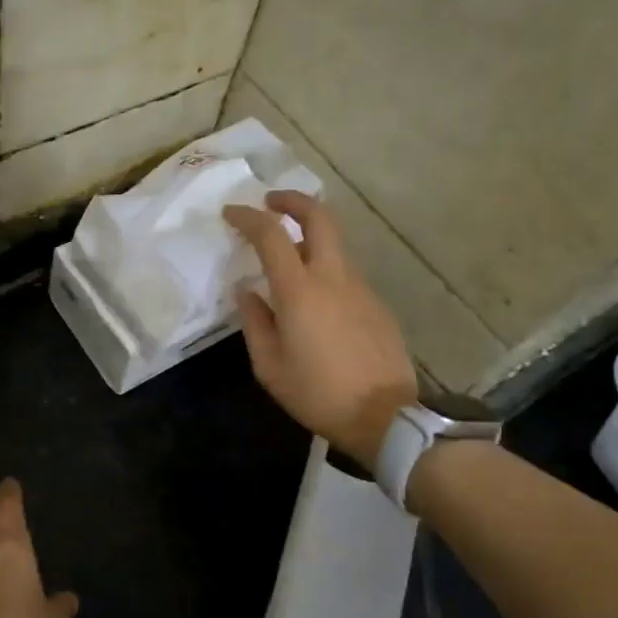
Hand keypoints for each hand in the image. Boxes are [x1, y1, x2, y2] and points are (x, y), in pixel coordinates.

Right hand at [223, 191, 420, 465]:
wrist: (386, 416)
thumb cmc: (318, 393)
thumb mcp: (269, 366)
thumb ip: (255, 322)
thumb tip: (247, 291)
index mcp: (300, 291)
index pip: (271, 235)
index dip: (248, 217)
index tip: (231, 213)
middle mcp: (333, 277)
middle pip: (320, 217)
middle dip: (293, 201)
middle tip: (271, 203)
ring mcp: (360, 288)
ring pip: (334, 245)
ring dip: (309, 237)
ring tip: (286, 258)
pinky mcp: (376, 303)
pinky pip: (344, 274)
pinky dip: (323, 269)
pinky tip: (313, 300)